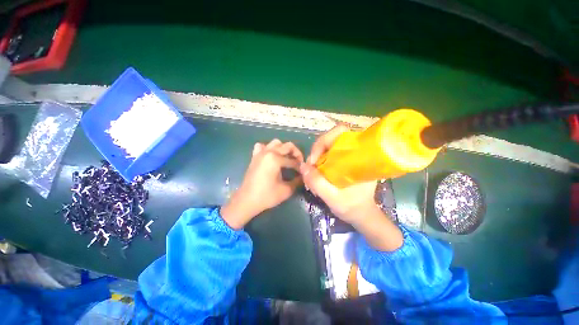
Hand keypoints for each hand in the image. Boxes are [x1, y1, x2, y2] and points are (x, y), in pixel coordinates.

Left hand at [221, 139, 303, 229]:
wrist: (246, 200)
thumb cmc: (266, 196)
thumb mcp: (286, 190)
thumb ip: (297, 181)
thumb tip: (303, 176)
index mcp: (276, 159)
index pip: (293, 160)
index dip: (300, 167)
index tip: (304, 172)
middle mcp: (268, 152)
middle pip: (287, 146)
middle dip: (296, 153)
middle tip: (299, 163)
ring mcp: (260, 153)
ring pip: (275, 143)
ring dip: (283, 148)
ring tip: (286, 158)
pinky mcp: (255, 157)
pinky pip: (262, 146)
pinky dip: (269, 148)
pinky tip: (271, 157)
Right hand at [300, 125, 377, 224]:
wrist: (361, 214)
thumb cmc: (352, 207)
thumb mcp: (333, 198)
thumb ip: (317, 183)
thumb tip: (303, 166)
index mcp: (359, 155)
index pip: (340, 132)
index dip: (324, 141)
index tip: (315, 160)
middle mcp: (354, 151)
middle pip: (331, 138)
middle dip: (316, 151)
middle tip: (310, 168)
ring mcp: (348, 155)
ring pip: (327, 146)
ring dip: (316, 157)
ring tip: (312, 174)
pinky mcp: (343, 161)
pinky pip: (327, 154)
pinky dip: (318, 162)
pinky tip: (316, 174)